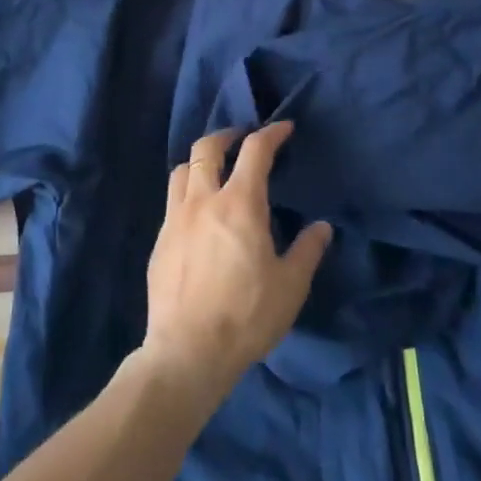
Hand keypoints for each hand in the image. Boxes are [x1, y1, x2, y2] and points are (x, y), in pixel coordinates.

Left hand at [141, 122, 332, 409]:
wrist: (187, 352)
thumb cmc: (246, 316)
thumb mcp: (290, 286)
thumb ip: (307, 251)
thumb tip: (321, 228)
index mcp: (240, 204)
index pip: (255, 151)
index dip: (271, 134)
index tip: (284, 129)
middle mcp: (203, 200)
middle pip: (207, 148)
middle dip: (227, 135)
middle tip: (243, 139)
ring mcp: (175, 219)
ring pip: (182, 170)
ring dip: (201, 161)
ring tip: (215, 170)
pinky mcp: (159, 242)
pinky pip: (172, 201)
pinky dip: (188, 192)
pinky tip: (199, 214)